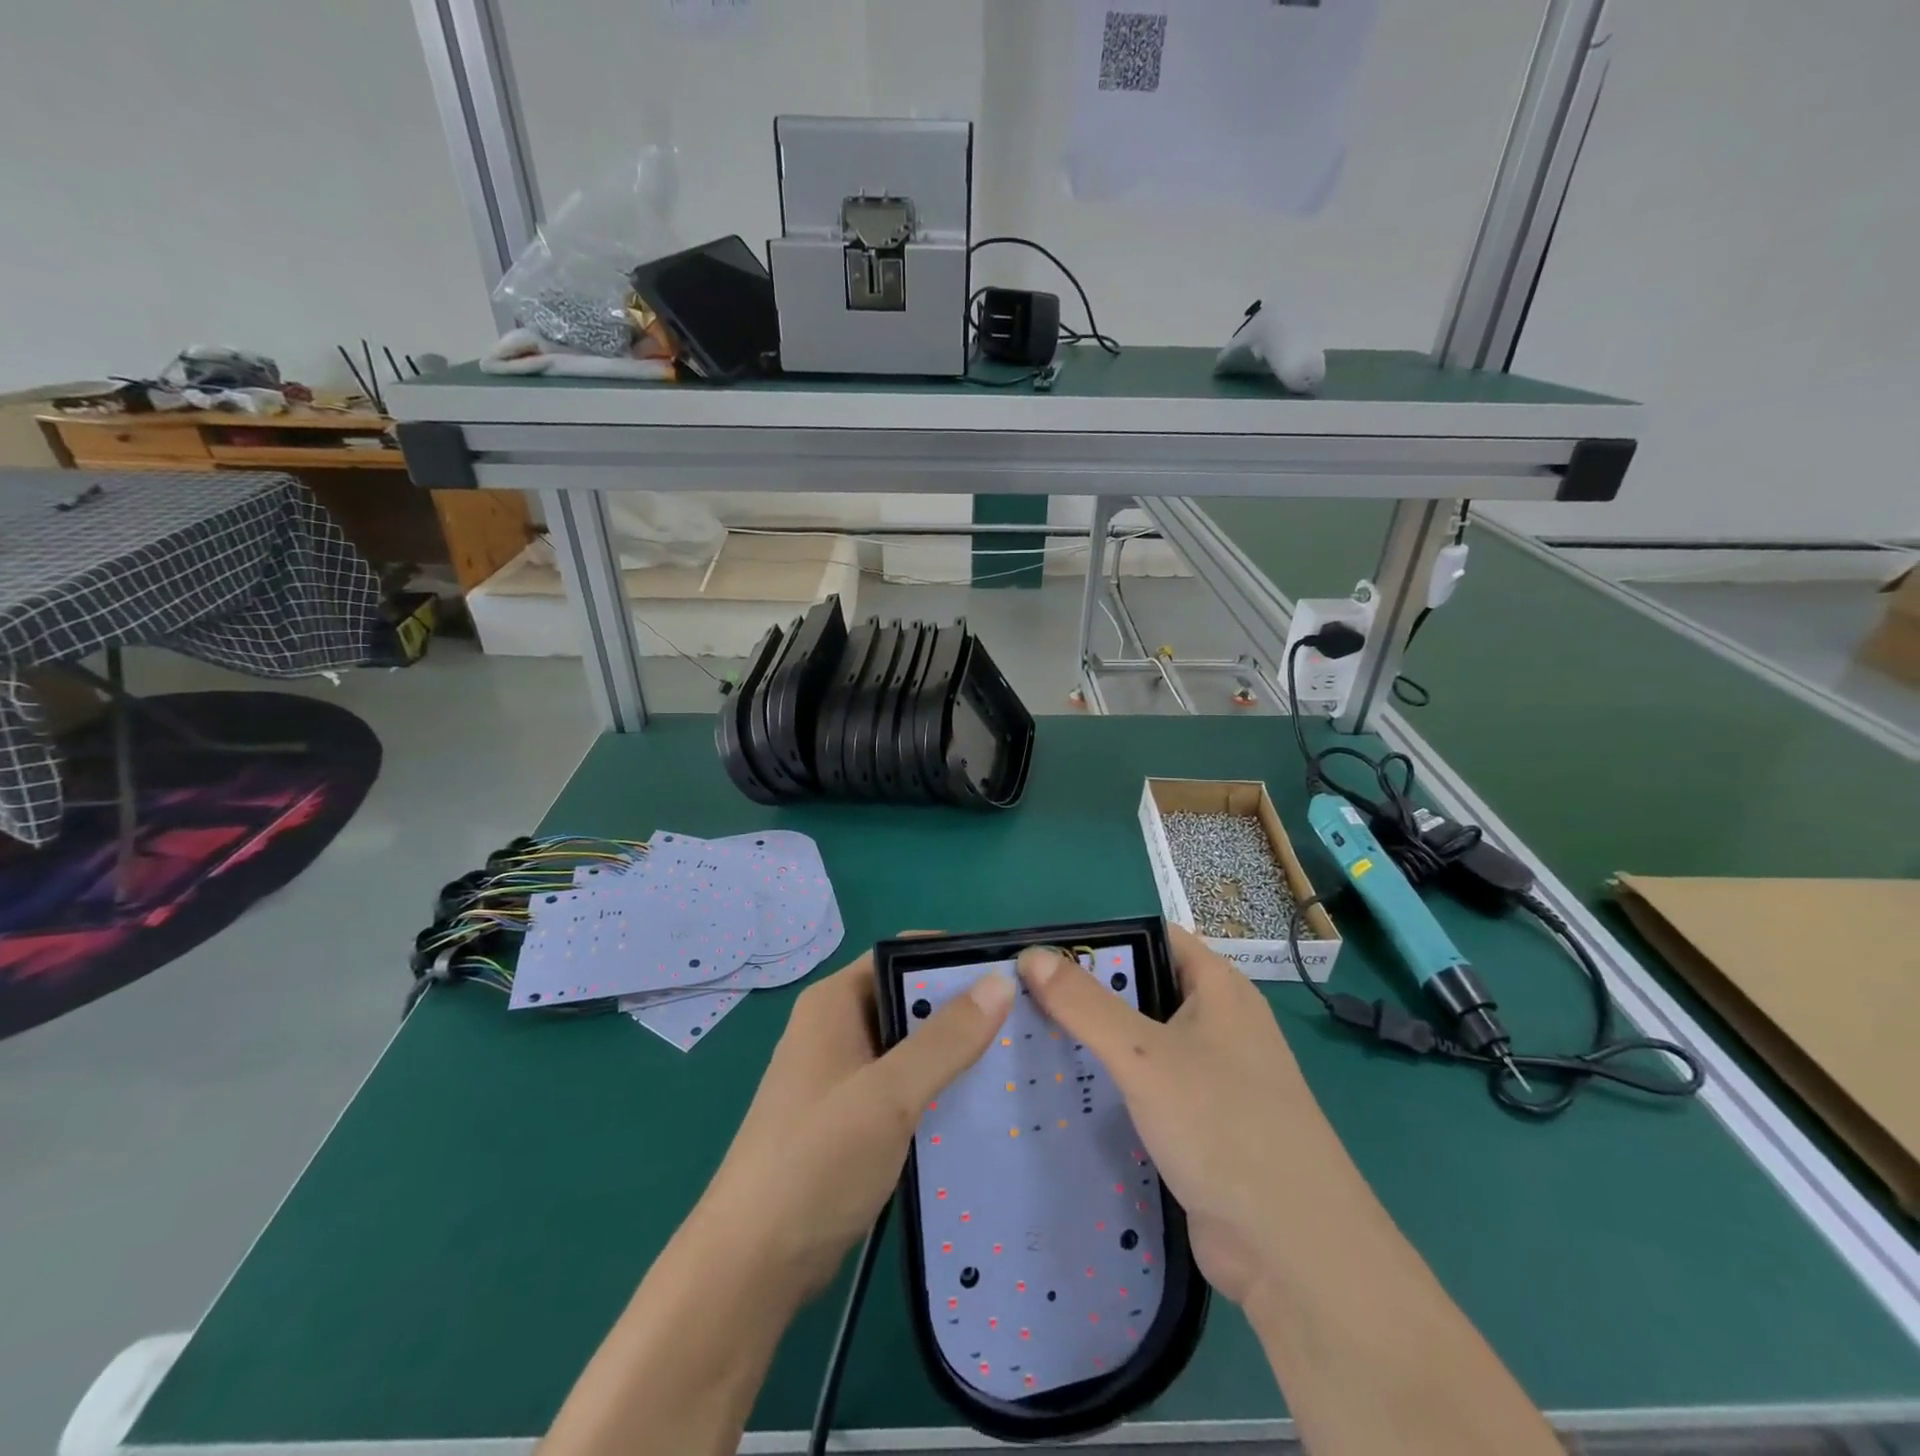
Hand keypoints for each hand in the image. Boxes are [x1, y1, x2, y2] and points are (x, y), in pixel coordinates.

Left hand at [694, 948, 1015, 1307]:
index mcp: (834, 1002)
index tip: (1009, 974)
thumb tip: (1000, 982)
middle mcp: (837, 1028)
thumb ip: (946, 1039)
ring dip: (953, 1053)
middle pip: (908, 999)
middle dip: (961, 1008)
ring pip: (909, 1046)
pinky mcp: (851, 1118)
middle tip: (1022, 1022)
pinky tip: (980, 1107)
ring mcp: (842, 1075)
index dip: (952, 958)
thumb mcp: (889, 1094)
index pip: (901, 954)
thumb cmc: (817, 1161)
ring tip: (1014, 1062)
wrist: (752, 1266)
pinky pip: (903, 1086)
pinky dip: (936, 1089)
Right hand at [1016, 927, 1343, 1307]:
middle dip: (1087, 995)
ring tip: (1031, 1044)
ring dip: (1096, 1045)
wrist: (1293, 1251)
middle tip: (1023, 1003)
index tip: (1043, 955)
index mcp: (1218, 988)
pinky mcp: (1201, 1125)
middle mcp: (1218, 1023)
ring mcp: (1212, 1077)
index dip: (1100, 940)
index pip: (1152, 938)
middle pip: (1142, 990)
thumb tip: (1031, 955)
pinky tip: (1067, 1097)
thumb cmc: (1223, 1125)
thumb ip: (1085, 1004)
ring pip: (1142, 1044)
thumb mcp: (1144, 1056)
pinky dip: (1112, 1088)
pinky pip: (1148, 1090)